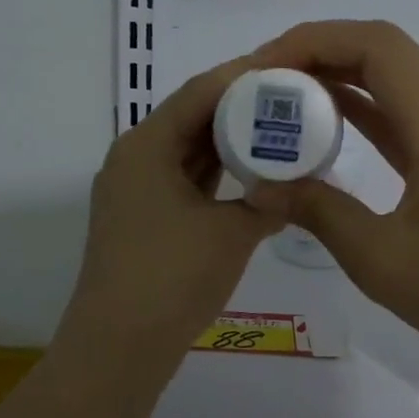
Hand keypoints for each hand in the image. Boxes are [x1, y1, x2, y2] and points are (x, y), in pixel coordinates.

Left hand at [57, 56, 288, 367]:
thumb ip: (269, 202)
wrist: (119, 347)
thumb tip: (299, 189)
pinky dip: (215, 176)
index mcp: (146, 146)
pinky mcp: (141, 219)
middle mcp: (134, 158)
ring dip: (228, 144)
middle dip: (240, 109)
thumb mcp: (232, 234)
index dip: (244, 77)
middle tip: (290, 102)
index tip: (287, 70)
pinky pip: (183, 182)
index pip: (200, 92)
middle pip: (191, 117)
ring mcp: (134, 191)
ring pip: (188, 152)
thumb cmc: (173, 277)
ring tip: (278, 132)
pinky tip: (251, 177)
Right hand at [252, 20, 418, 375]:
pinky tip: (336, 128)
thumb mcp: (378, 257)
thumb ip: (317, 211)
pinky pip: (415, 114)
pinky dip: (372, 110)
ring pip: (403, 81)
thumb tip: (261, 187)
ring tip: (291, 101)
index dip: (315, 42)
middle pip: (388, 53)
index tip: (265, 68)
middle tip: (269, 82)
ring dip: (347, 80)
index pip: (376, 46)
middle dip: (323, 55)